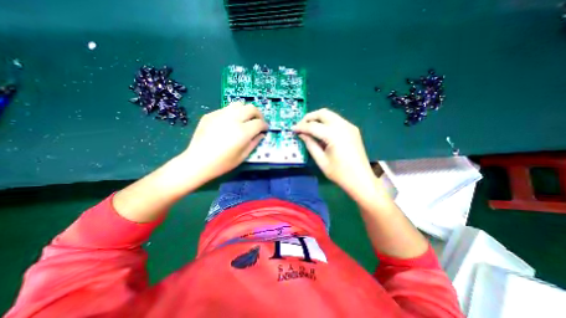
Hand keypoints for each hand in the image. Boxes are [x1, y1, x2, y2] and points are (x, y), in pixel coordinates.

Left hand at [182, 102, 269, 180]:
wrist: (197, 162)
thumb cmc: (222, 163)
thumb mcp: (243, 156)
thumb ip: (254, 143)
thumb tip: (261, 134)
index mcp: (242, 132)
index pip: (259, 123)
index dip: (265, 125)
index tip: (265, 129)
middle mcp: (233, 119)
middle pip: (251, 108)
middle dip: (258, 114)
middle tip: (258, 122)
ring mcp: (220, 115)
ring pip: (239, 104)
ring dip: (246, 111)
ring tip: (245, 119)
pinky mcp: (210, 114)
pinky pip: (226, 109)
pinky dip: (233, 113)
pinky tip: (230, 123)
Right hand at [291, 110, 374, 195]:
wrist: (361, 179)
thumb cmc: (339, 173)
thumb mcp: (321, 160)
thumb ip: (310, 144)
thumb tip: (301, 134)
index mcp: (334, 135)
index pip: (313, 126)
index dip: (301, 127)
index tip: (292, 129)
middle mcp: (343, 126)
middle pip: (323, 113)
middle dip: (309, 117)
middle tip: (301, 126)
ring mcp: (349, 126)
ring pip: (330, 115)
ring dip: (318, 118)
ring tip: (309, 128)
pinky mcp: (353, 130)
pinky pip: (336, 120)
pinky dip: (326, 122)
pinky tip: (321, 131)